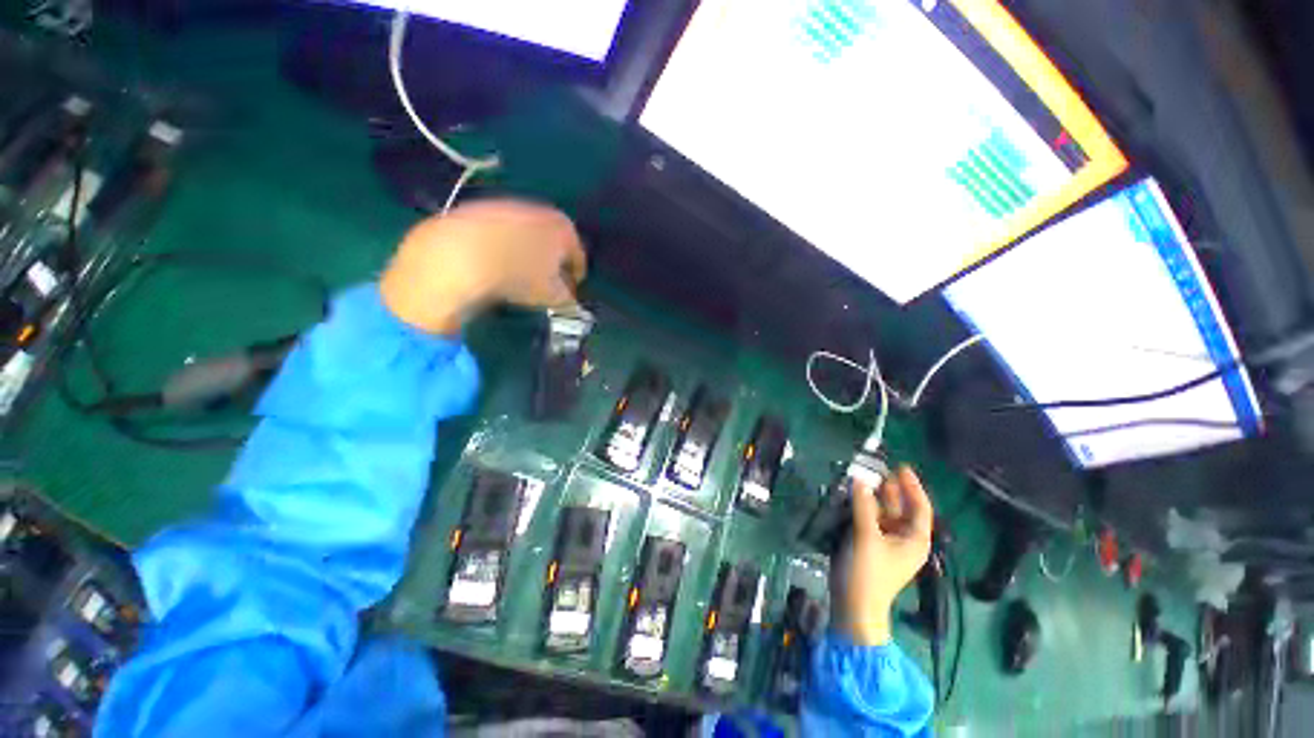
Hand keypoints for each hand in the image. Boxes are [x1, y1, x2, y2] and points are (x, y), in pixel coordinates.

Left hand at [380, 200, 587, 334]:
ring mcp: (507, 207)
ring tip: (518, 275)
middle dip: (551, 262)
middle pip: (552, 241)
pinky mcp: (478, 209)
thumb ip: (567, 297)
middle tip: (546, 284)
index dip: (575, 277)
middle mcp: (540, 211)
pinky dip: (501, 247)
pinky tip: (494, 264)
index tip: (571, 292)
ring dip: (526, 253)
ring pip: (525, 234)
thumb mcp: (552, 295)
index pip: (578, 256)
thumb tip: (568, 297)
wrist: (462, 254)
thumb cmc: (520, 276)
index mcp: (564, 229)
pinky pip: (499, 233)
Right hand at [838, 465, 933, 645]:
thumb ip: (863, 506)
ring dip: (874, 497)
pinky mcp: (871, 546)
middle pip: (901, 509)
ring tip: (862, 479)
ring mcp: (887, 543)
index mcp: (915, 540)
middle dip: (891, 490)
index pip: (920, 508)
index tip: (901, 467)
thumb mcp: (866, 536)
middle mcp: (904, 540)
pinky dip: (864, 508)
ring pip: (884, 513)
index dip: (912, 486)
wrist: (854, 606)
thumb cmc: (868, 573)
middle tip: (876, 469)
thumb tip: (860, 480)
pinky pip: (871, 520)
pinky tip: (853, 497)